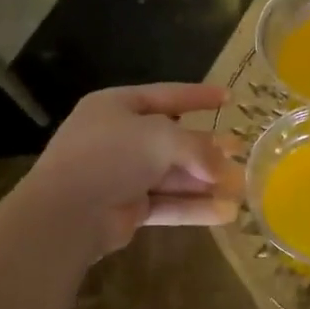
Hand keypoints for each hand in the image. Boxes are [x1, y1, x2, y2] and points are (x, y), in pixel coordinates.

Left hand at [21, 84, 241, 257]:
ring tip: (242, 187)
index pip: (166, 95)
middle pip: (172, 139)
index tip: (230, 97)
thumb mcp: (160, 137)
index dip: (198, 96)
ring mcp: (121, 175)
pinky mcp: (126, 209)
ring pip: (172, 175)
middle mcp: (119, 138)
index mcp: (117, 106)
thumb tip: (223, 169)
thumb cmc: (111, 156)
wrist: (67, 212)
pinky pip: (167, 204)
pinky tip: (226, 213)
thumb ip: (197, 148)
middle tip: (241, 150)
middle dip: (208, 147)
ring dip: (206, 182)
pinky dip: (195, 208)